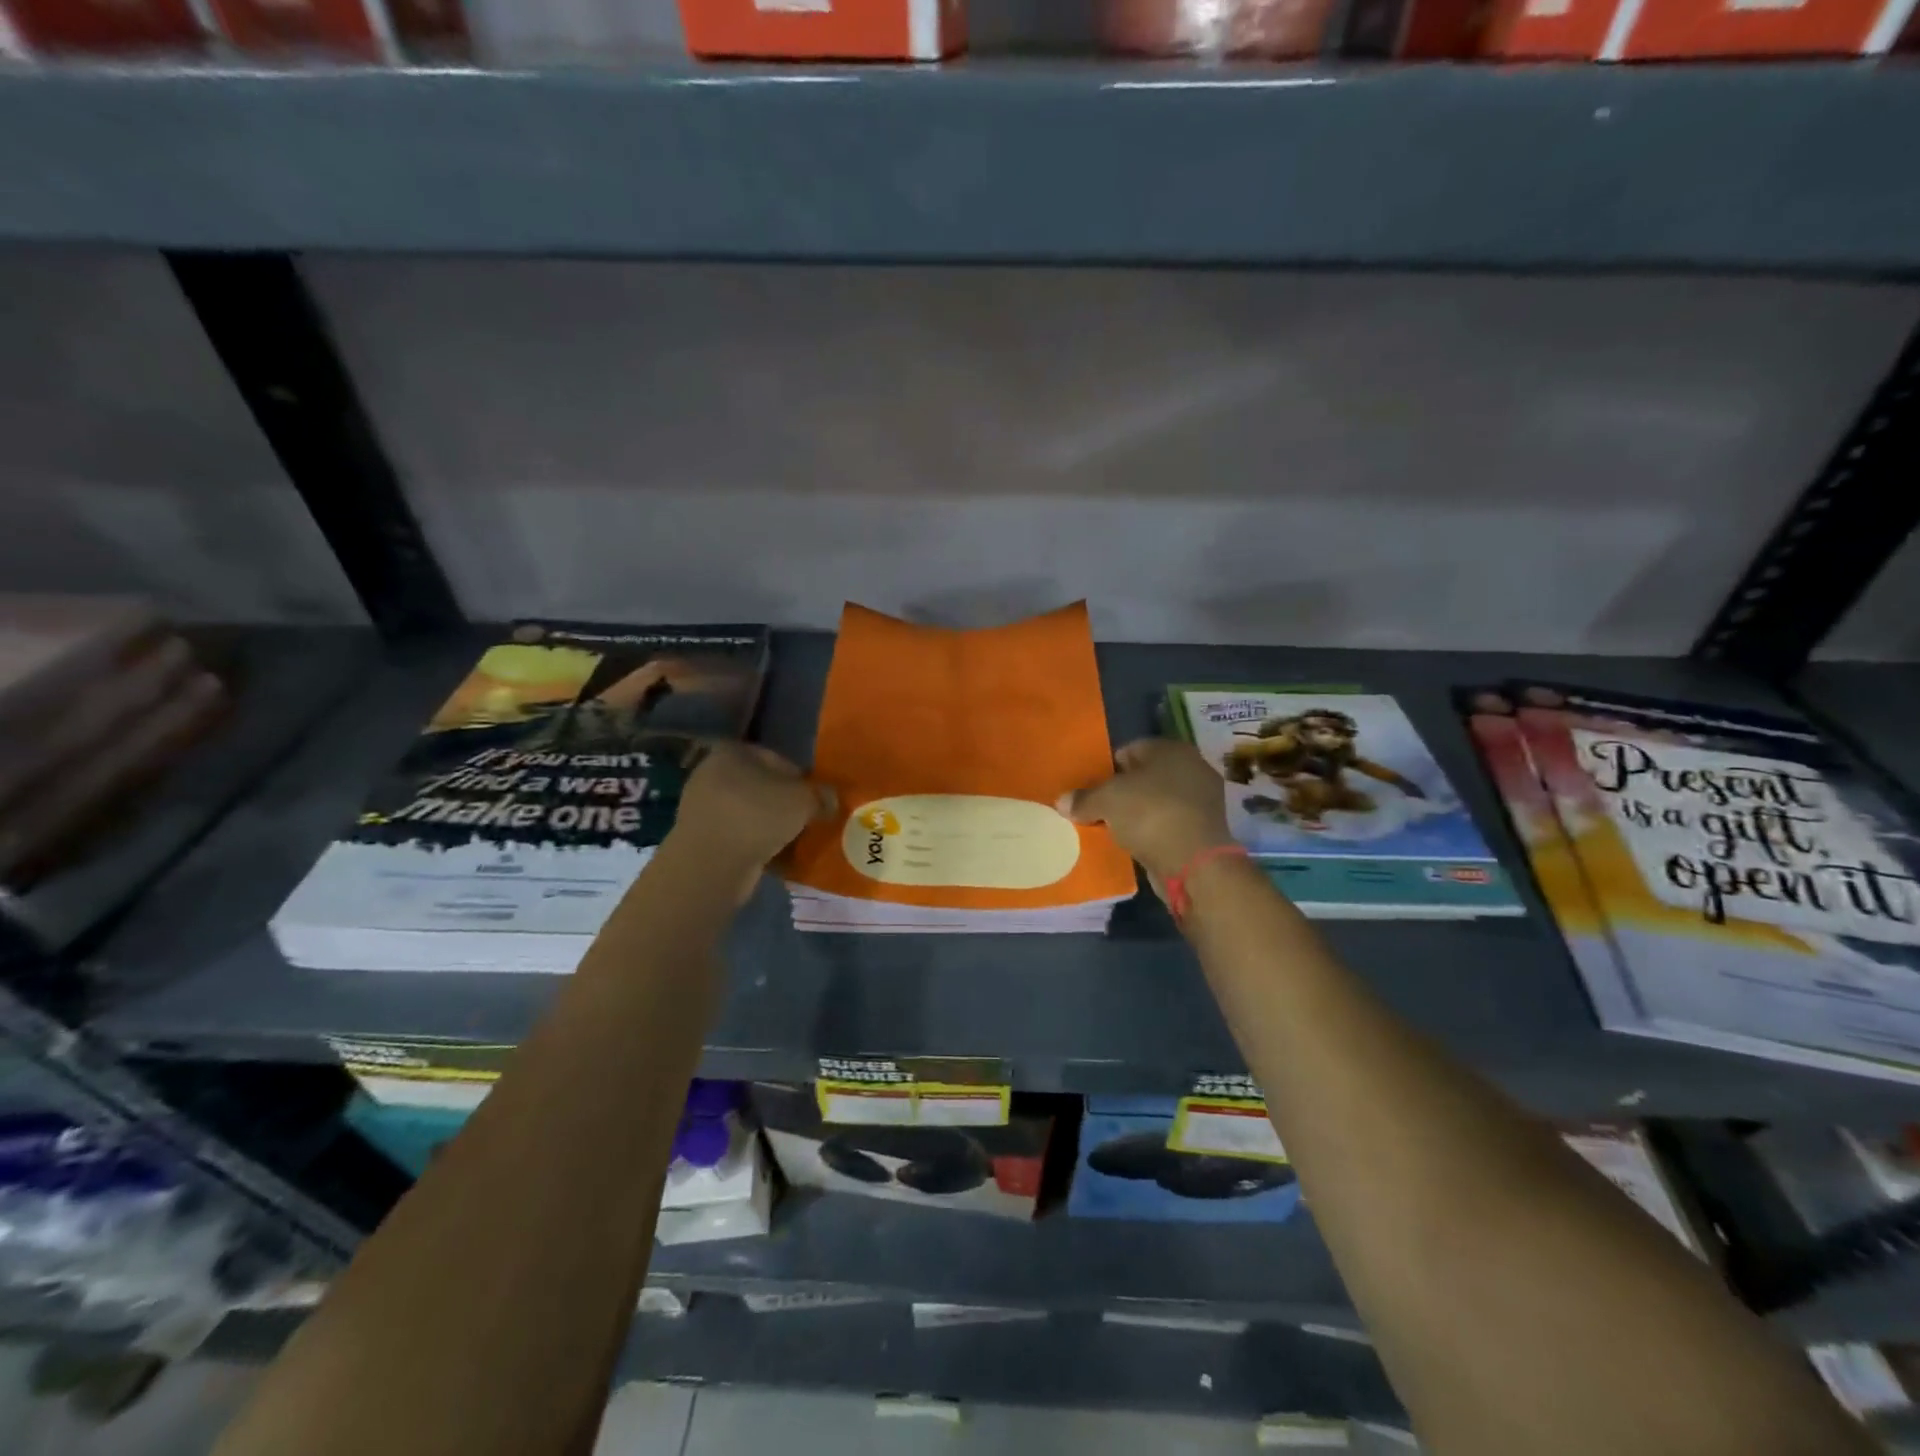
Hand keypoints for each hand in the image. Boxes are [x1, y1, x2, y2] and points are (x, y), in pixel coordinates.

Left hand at [668, 743, 828, 889]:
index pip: (779, 760)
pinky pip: (737, 833)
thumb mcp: (804, 800)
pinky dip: (753, 842)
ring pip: (750, 811)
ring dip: (769, 824)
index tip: (816, 801)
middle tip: (807, 821)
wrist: (710, 865)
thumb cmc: (758, 817)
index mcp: (733, 751)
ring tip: (792, 841)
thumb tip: (830, 799)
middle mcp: (712, 771)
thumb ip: (822, 795)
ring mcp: (701, 805)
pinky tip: (771, 856)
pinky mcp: (698, 835)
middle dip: (784, 803)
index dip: (803, 780)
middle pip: (762, 786)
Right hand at [1060, 738, 1235, 893]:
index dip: (1106, 768)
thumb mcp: (1106, 801)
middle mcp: (1191, 768)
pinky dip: (1150, 833)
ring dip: (1135, 815)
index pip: (1130, 750)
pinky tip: (1133, 845)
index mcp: (1171, 749)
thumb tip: (1062, 801)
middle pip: (1144, 777)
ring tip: (1111, 829)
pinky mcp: (1203, 831)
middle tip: (1096, 809)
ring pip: (1156, 802)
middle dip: (1120, 793)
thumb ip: (1083, 798)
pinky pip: (1166, 825)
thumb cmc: (1150, 814)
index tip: (1089, 790)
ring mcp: (1201, 801)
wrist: (1194, 863)